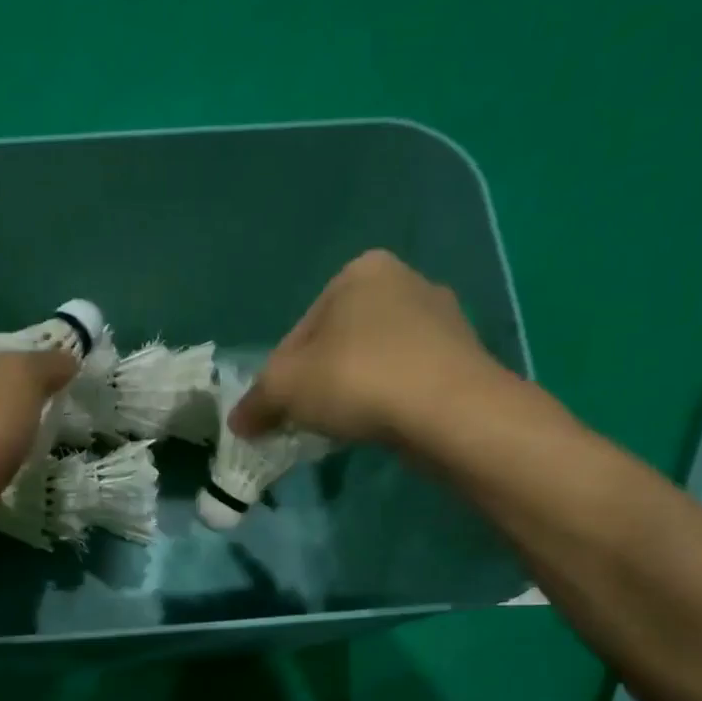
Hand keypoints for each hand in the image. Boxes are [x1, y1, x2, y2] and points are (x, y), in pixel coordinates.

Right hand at [230, 249, 513, 448]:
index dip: (279, 378)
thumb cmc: (356, 379)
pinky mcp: (463, 357)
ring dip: (352, 393)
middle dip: (317, 383)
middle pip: (336, 345)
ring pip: (372, 362)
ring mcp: (442, 318)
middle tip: (305, 421)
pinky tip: (379, 426)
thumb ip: (254, 403)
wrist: (449, 411)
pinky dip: (386, 401)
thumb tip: (238, 422)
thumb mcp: (283, 389)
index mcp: (359, 272)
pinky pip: (405, 379)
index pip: (298, 333)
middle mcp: (405, 281)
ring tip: (342, 428)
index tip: (277, 412)